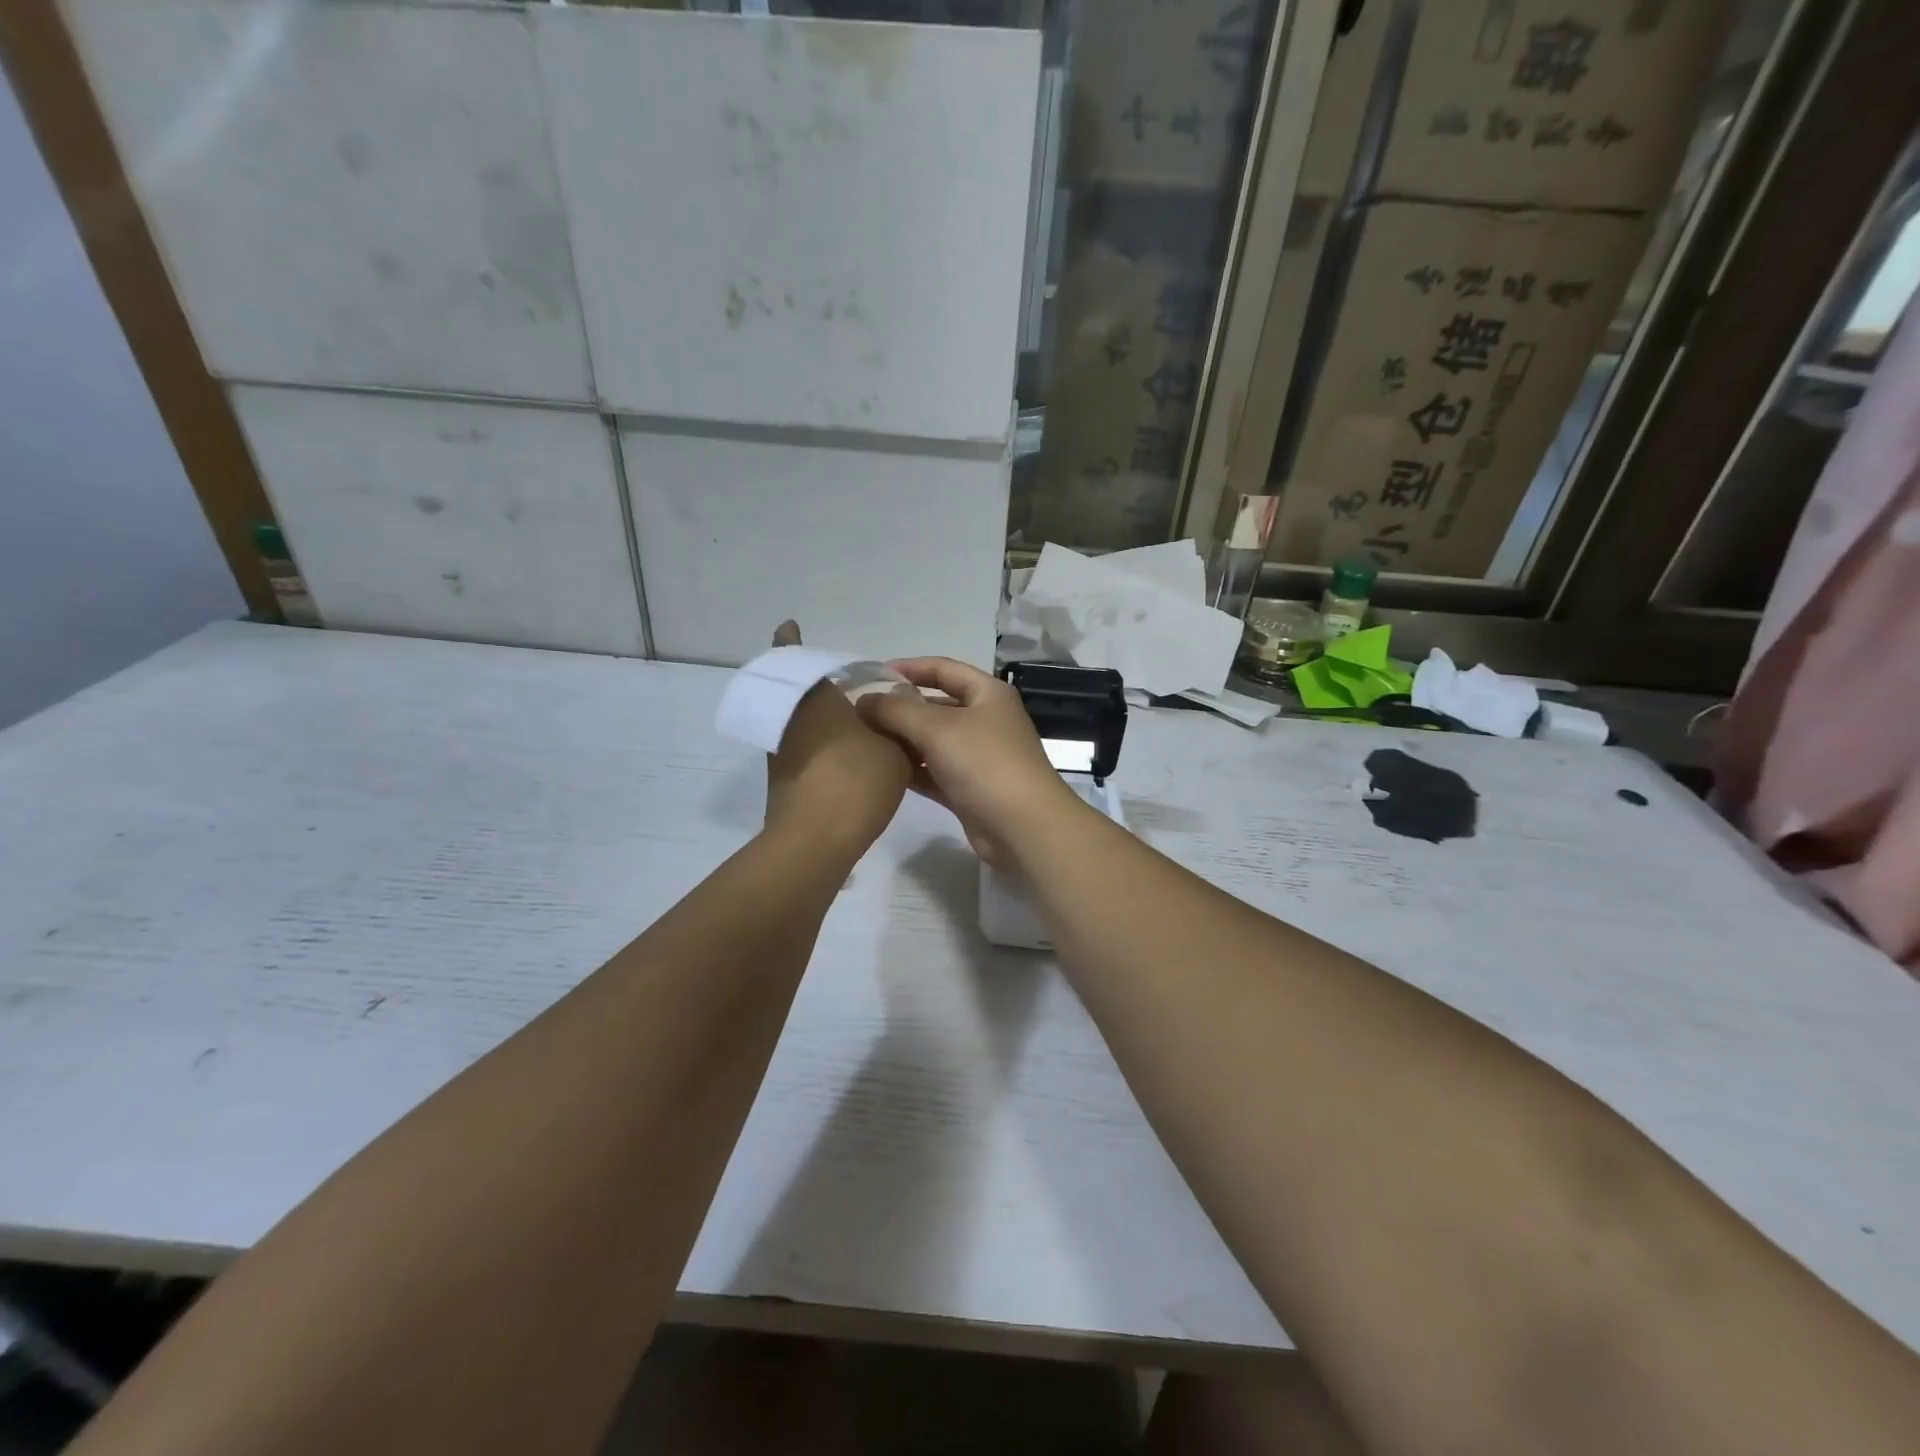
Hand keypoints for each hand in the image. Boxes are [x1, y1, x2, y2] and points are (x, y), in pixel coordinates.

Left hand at [763, 622, 912, 857]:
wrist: (815, 842)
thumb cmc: (856, 781)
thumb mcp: (897, 749)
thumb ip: (901, 724)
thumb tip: (898, 707)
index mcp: (814, 697)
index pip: (792, 655)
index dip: (790, 640)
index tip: (790, 627)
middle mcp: (790, 717)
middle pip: (798, 690)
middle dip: (817, 684)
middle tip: (846, 684)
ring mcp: (781, 749)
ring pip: (800, 721)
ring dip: (820, 717)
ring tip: (855, 720)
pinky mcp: (783, 778)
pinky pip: (803, 748)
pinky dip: (821, 744)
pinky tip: (850, 754)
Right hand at [856, 658, 1080, 866]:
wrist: (1023, 827)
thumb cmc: (984, 763)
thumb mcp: (937, 728)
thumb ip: (896, 710)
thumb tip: (864, 700)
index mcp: (987, 694)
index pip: (943, 669)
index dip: (909, 668)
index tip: (872, 674)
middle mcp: (985, 720)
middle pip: (936, 706)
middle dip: (900, 707)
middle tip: (860, 712)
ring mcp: (979, 757)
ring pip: (933, 741)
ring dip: (902, 740)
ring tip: (864, 740)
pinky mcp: (969, 789)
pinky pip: (934, 771)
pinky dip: (912, 769)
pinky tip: (882, 771)